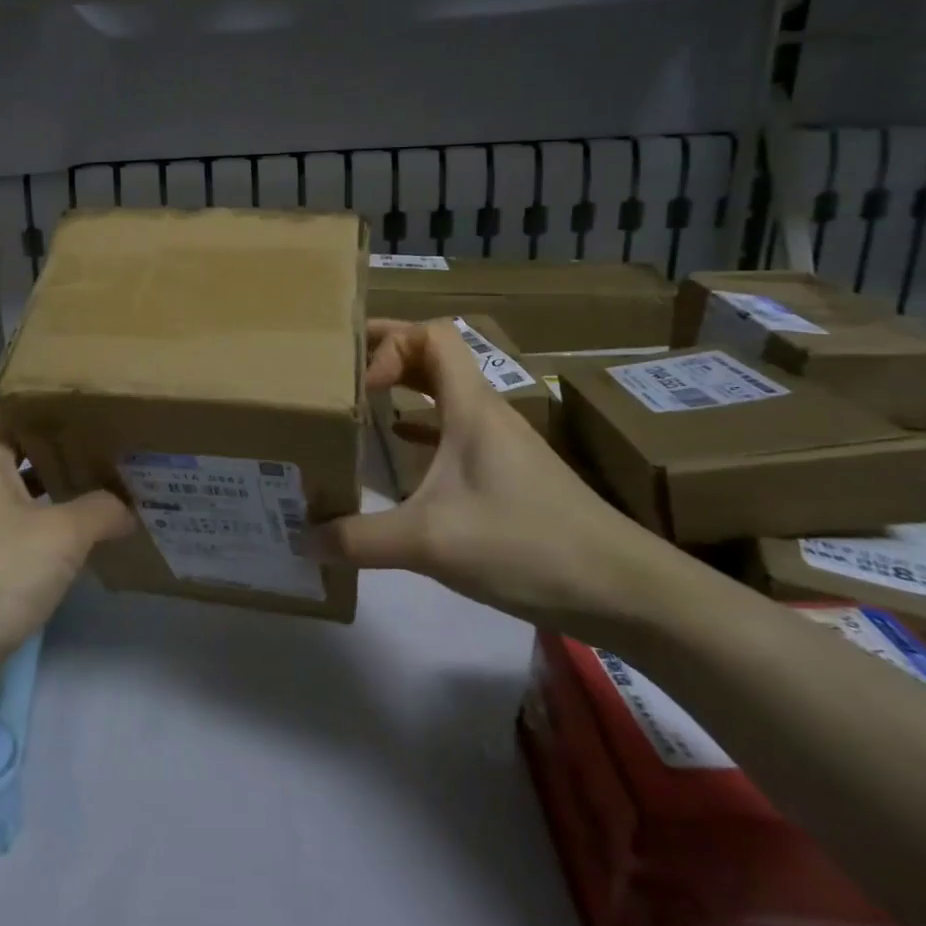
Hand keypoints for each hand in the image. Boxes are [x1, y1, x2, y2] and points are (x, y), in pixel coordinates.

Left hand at [0, 411, 133, 670]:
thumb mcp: (61, 533)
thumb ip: (102, 509)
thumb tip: (130, 507)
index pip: (22, 409)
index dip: (59, 403)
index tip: (104, 401)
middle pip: (30, 452)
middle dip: (74, 449)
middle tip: (125, 443)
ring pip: (32, 496)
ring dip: (70, 493)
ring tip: (122, 484)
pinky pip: (30, 535)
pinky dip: (59, 533)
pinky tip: (97, 537)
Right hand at [323, 320, 679, 639]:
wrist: (624, 591)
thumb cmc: (526, 545)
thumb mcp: (430, 542)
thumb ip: (360, 539)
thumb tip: (301, 538)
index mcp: (471, 406)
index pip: (432, 335)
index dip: (390, 341)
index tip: (359, 381)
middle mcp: (486, 413)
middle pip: (435, 357)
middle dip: (387, 354)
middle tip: (340, 368)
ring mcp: (500, 444)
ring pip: (445, 394)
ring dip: (405, 389)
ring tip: (360, 402)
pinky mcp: (508, 475)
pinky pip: (455, 431)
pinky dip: (422, 428)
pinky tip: (400, 451)